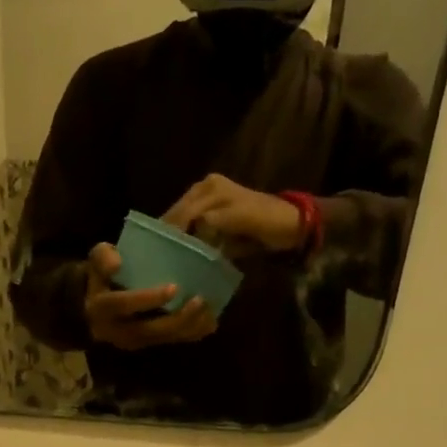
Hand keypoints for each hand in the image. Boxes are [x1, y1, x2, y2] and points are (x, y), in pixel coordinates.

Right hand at [82, 242, 215, 348]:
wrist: (94, 307)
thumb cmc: (101, 278)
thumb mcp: (96, 262)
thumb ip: (103, 258)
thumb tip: (117, 263)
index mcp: (102, 309)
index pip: (123, 305)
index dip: (147, 299)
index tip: (174, 287)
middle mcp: (117, 331)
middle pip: (149, 329)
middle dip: (177, 318)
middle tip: (200, 301)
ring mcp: (134, 342)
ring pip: (163, 338)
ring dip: (189, 327)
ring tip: (210, 312)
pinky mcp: (148, 345)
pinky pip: (171, 342)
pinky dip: (192, 334)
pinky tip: (210, 323)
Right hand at [162, 174, 305, 254]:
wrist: (290, 226)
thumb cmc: (266, 220)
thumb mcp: (238, 218)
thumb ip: (213, 221)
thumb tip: (190, 230)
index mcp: (209, 188)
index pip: (181, 212)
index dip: (170, 232)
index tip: (159, 253)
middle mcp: (204, 190)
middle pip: (178, 216)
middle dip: (169, 234)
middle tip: (157, 258)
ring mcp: (207, 203)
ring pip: (183, 223)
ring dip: (176, 239)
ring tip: (165, 258)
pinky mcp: (212, 218)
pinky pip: (193, 228)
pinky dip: (187, 241)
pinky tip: (180, 254)